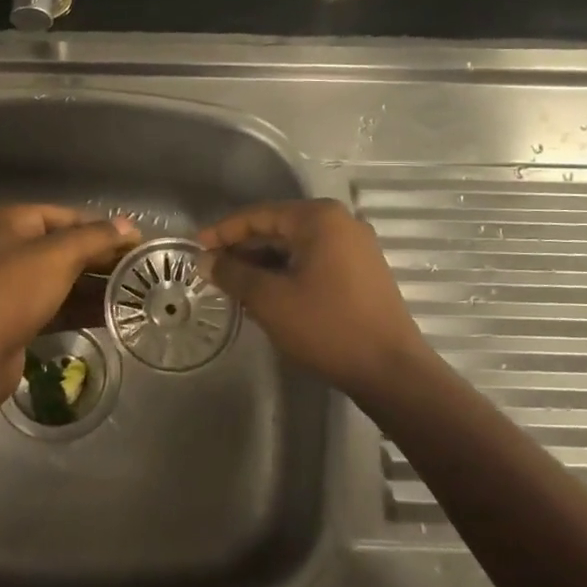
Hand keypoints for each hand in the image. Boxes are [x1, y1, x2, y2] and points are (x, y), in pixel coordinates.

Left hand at [0, 204, 140, 413]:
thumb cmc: (14, 292)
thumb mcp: (59, 256)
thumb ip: (96, 237)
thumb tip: (129, 224)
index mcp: (10, 220)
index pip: (68, 216)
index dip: (104, 228)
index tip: (138, 243)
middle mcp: (8, 246)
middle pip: (66, 246)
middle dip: (102, 258)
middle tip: (141, 270)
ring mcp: (11, 282)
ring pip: (63, 277)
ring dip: (96, 285)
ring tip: (135, 293)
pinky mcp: (17, 315)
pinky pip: (57, 303)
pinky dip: (82, 307)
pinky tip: (114, 314)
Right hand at [200, 199, 429, 396]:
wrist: (391, 371)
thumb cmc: (326, 326)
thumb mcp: (270, 299)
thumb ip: (233, 273)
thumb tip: (205, 260)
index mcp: (319, 218)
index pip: (259, 215)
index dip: (223, 231)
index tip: (195, 247)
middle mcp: (340, 223)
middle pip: (278, 228)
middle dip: (243, 249)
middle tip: (211, 269)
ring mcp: (356, 248)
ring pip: (296, 247)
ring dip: (263, 264)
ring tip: (233, 285)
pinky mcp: (362, 272)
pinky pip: (314, 262)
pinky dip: (287, 273)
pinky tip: (266, 295)